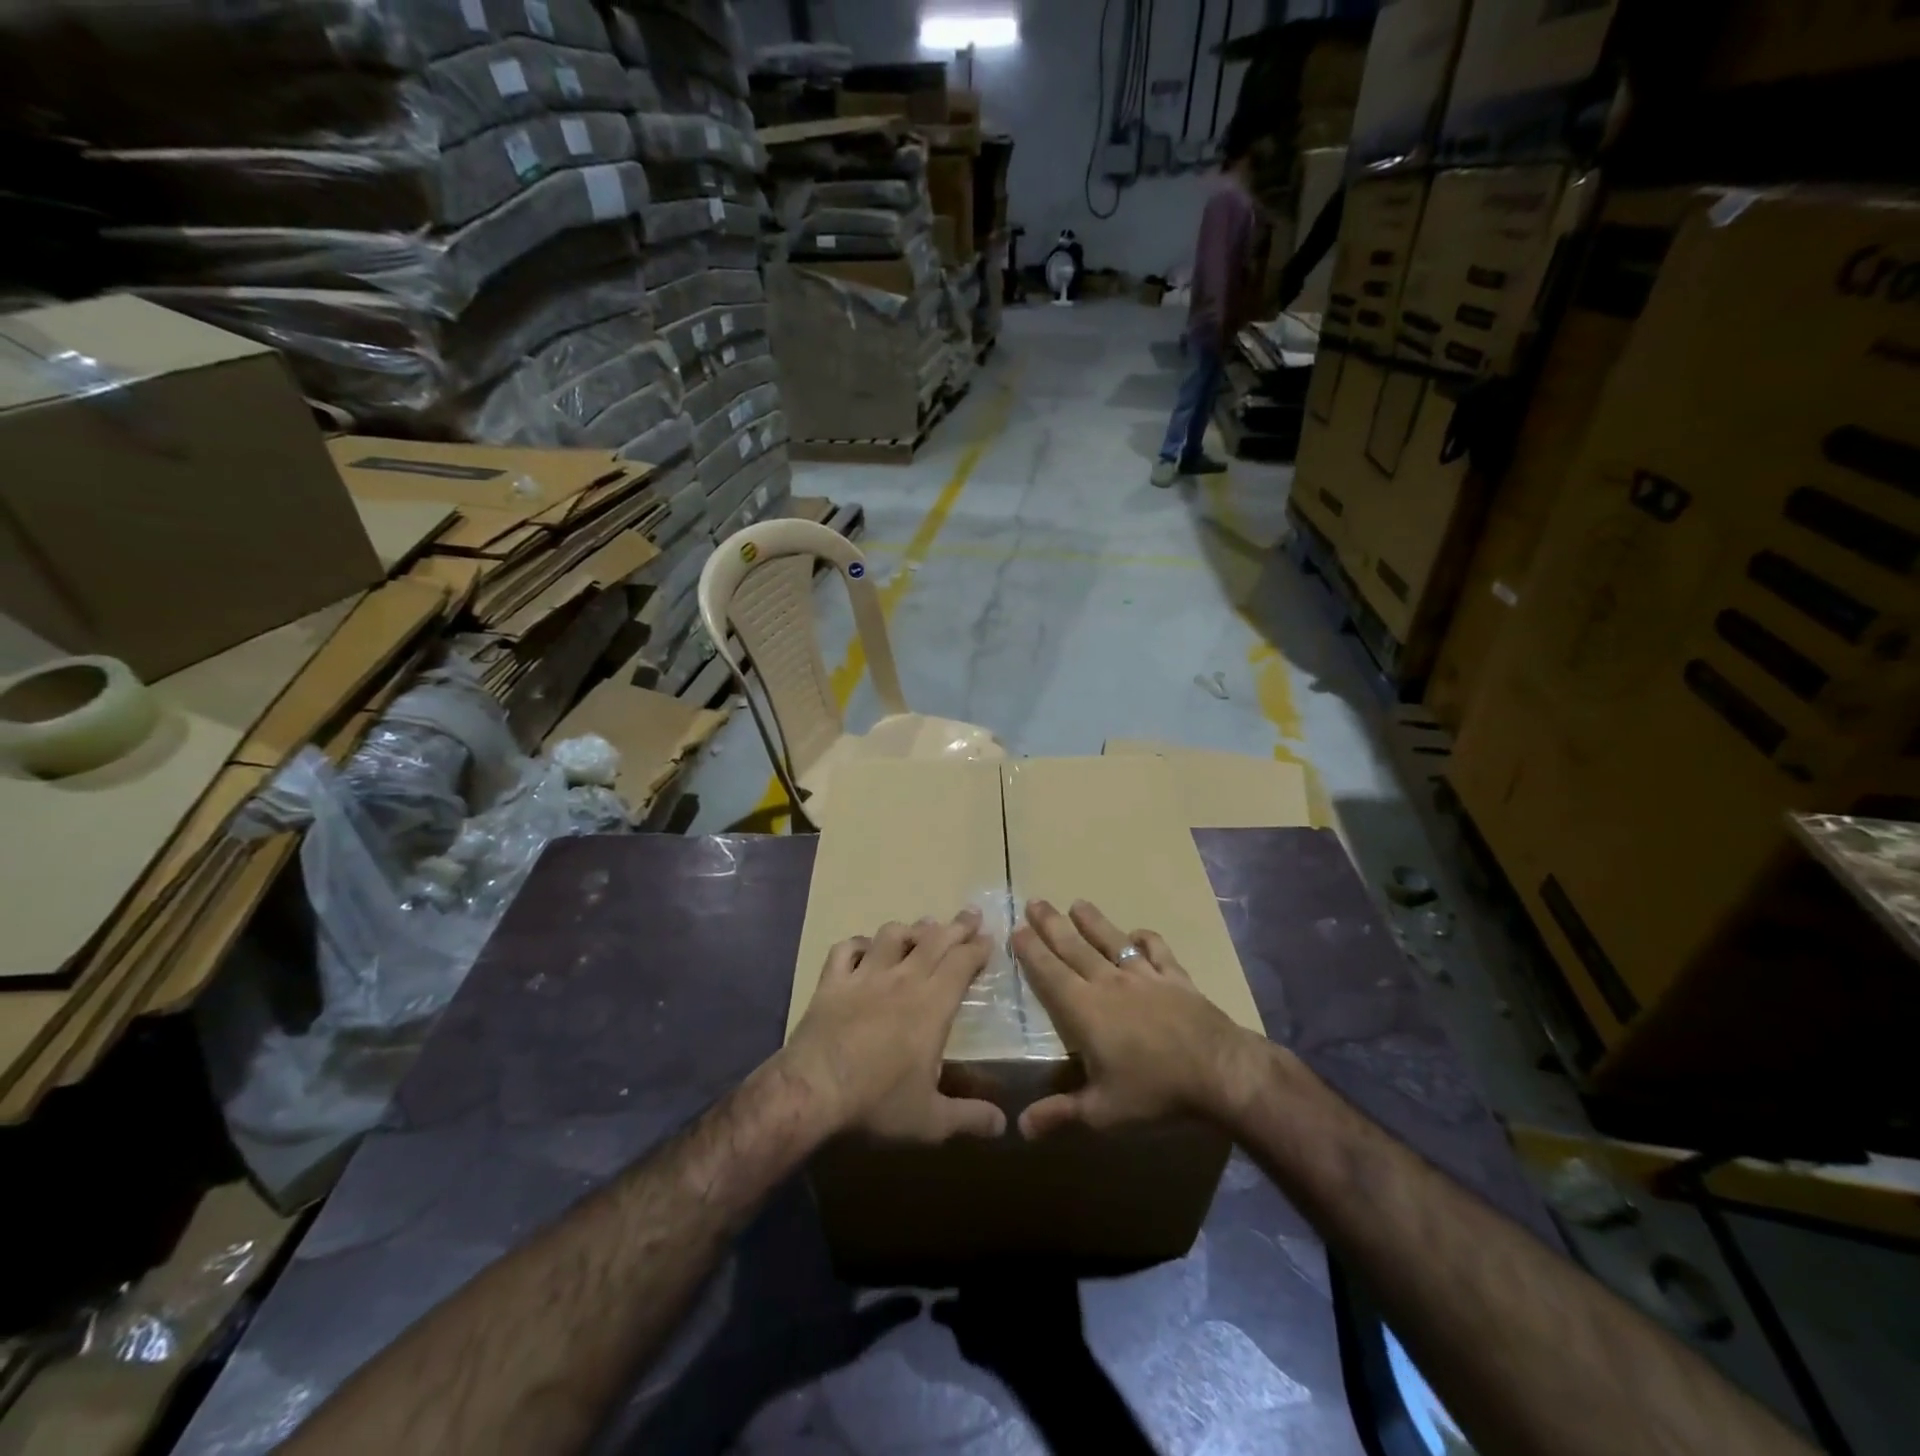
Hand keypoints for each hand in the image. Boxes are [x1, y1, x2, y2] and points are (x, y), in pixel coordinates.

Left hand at [781, 910, 1007, 1142]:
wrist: (813, 1091)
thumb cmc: (877, 1103)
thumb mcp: (931, 1121)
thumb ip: (969, 1118)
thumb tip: (1003, 1125)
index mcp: (932, 1005)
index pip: (962, 963)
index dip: (977, 948)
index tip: (989, 939)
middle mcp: (902, 980)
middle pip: (934, 940)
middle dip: (956, 925)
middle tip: (971, 914)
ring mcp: (864, 976)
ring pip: (891, 935)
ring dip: (911, 928)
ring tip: (922, 927)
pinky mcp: (832, 981)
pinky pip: (846, 949)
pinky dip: (858, 943)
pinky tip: (864, 947)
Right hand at [1012, 899, 1266, 1138]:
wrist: (1219, 1073)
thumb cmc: (1155, 1092)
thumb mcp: (1102, 1112)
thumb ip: (1060, 1114)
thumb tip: (1020, 1127)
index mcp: (1085, 1010)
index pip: (1050, 973)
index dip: (1031, 951)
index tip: (1016, 929)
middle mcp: (1110, 983)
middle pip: (1075, 947)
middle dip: (1052, 924)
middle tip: (1034, 902)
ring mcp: (1144, 976)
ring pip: (1112, 941)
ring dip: (1093, 921)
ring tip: (1077, 903)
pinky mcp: (1175, 977)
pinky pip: (1157, 951)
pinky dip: (1146, 939)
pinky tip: (1138, 933)